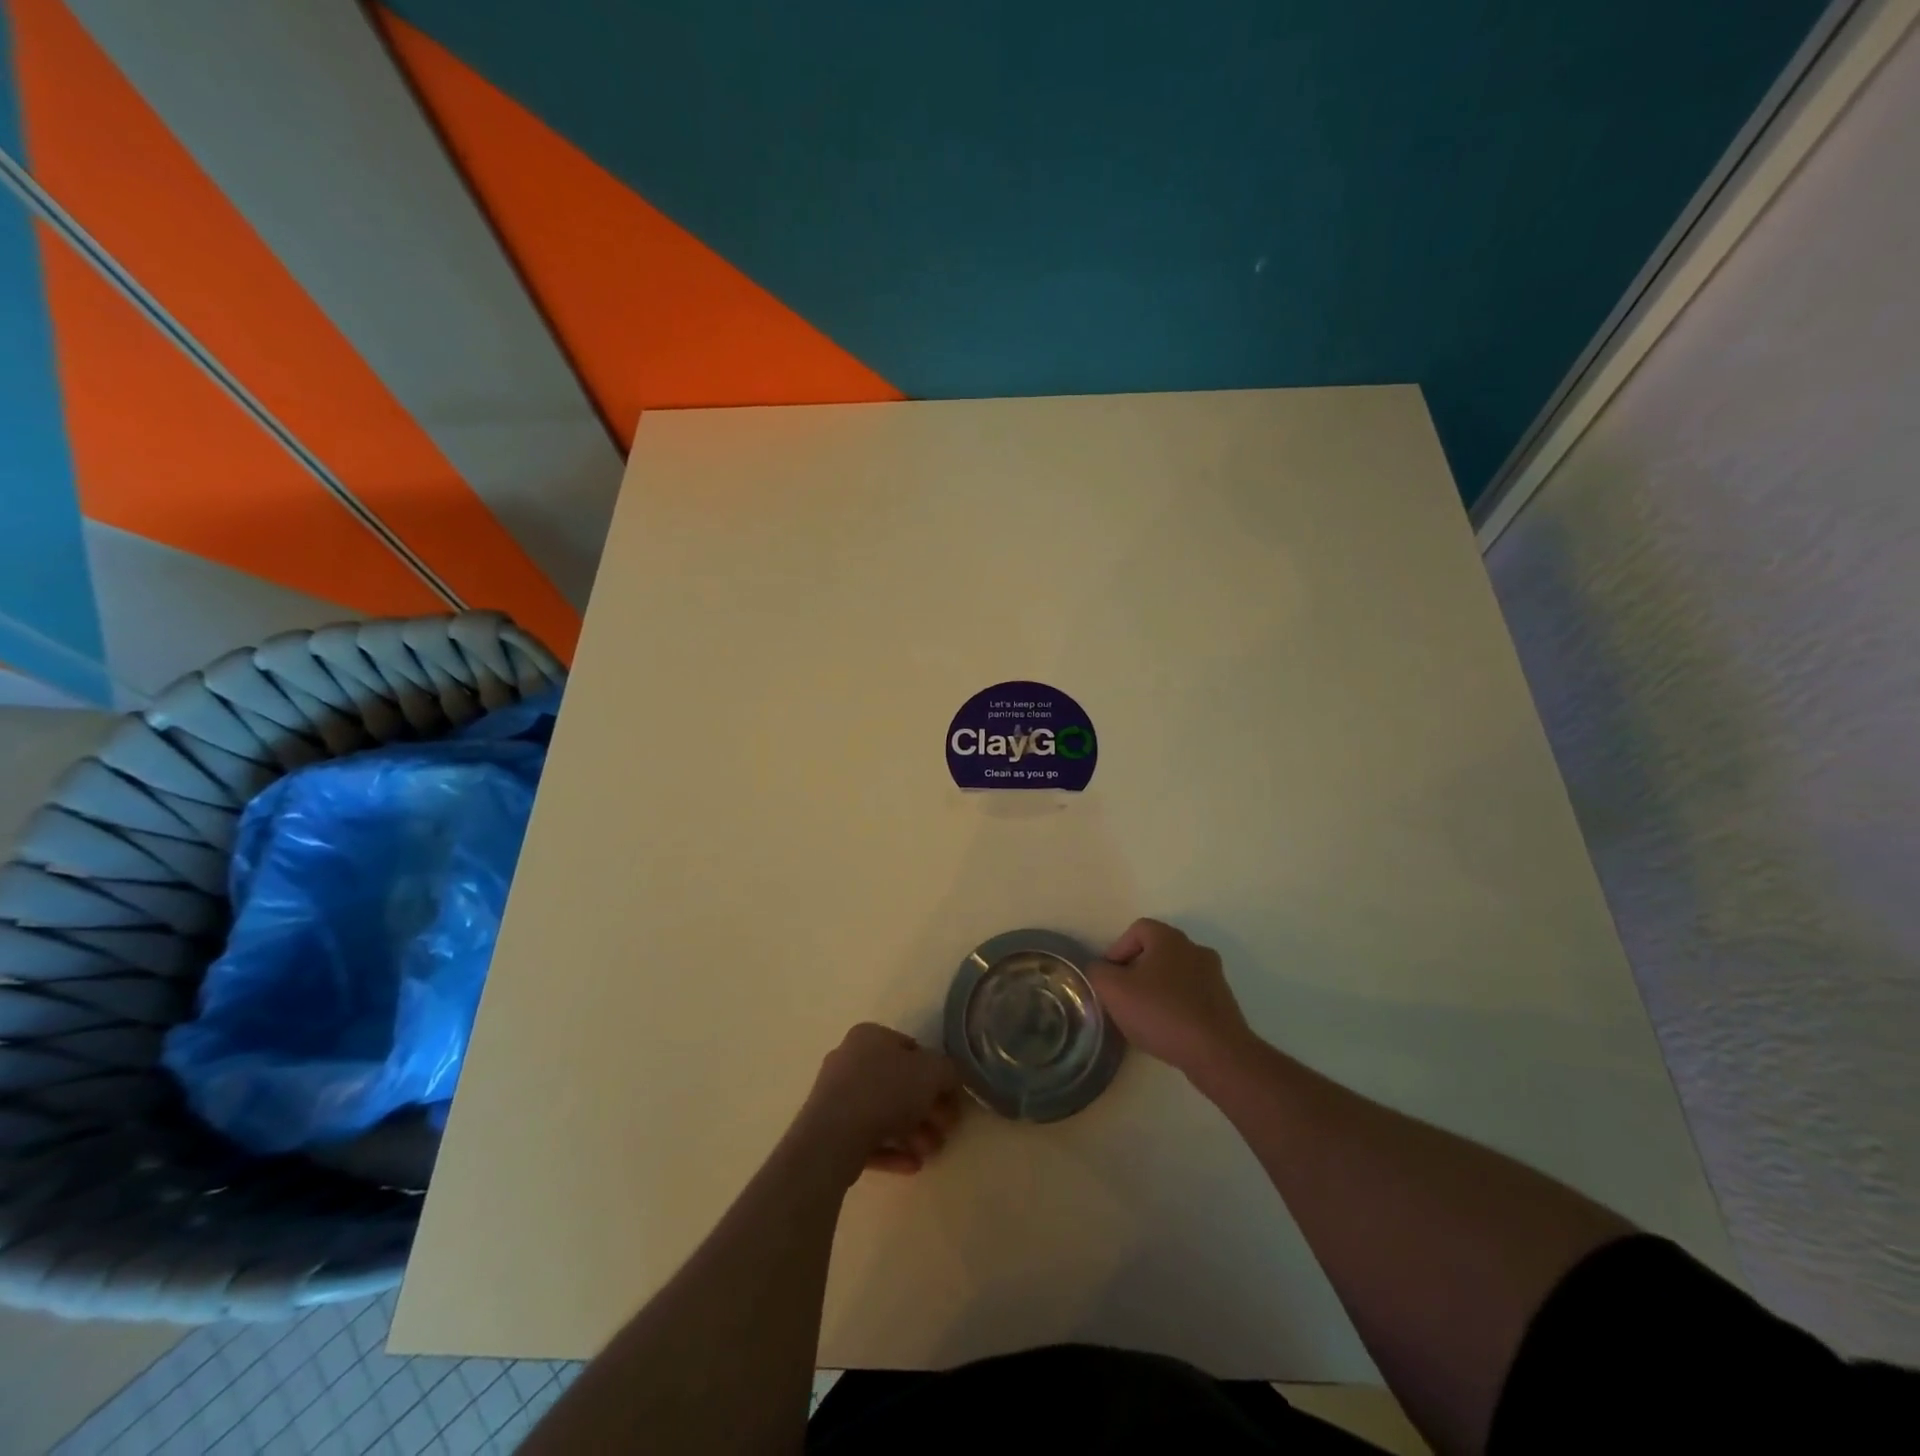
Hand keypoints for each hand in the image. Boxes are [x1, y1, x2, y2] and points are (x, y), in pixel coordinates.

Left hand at [796, 1023, 962, 1180]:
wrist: (833, 1136)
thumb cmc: (886, 1091)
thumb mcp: (932, 1072)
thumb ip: (948, 1072)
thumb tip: (949, 1080)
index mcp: (870, 1036)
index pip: (911, 1050)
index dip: (936, 1075)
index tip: (951, 1101)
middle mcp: (850, 1058)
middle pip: (898, 1084)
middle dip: (926, 1111)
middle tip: (945, 1132)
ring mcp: (836, 1095)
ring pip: (883, 1112)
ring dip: (913, 1133)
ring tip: (930, 1153)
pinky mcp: (828, 1129)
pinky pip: (866, 1136)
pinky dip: (891, 1149)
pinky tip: (912, 1165)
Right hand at [1087, 919, 1254, 1077]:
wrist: (1217, 1053)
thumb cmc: (1161, 1013)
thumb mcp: (1113, 990)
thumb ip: (1098, 972)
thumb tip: (1100, 969)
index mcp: (1170, 938)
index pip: (1137, 929)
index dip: (1118, 950)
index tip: (1110, 977)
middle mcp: (1194, 949)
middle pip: (1156, 951)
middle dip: (1136, 971)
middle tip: (1123, 996)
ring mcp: (1213, 976)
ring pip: (1174, 974)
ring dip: (1156, 989)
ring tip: (1144, 1016)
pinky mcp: (1223, 1003)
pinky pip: (1190, 995)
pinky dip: (1175, 1006)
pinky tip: (1167, 1029)